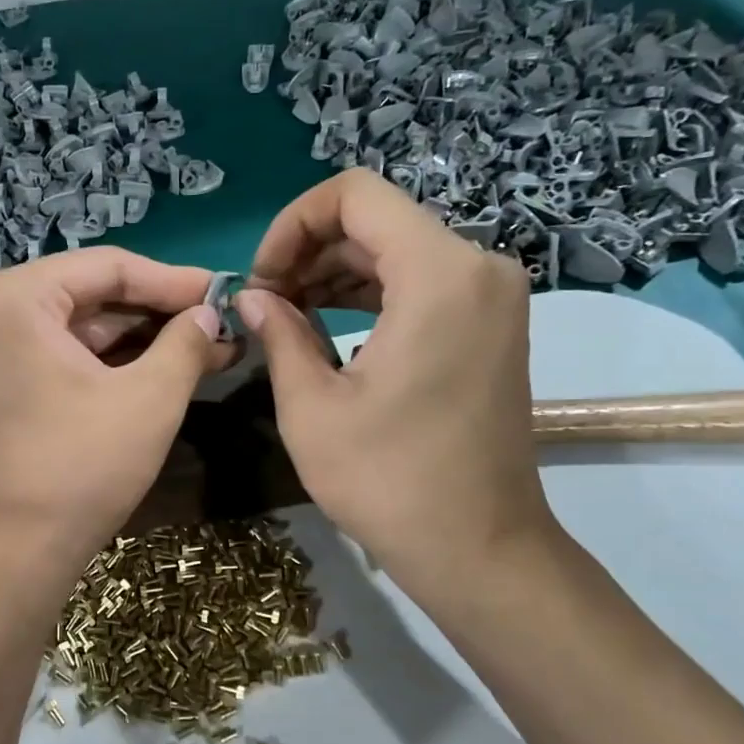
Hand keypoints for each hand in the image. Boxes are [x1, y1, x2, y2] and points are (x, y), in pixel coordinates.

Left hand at [0, 248, 233, 572]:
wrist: (16, 551)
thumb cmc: (81, 466)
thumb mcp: (150, 398)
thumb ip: (187, 342)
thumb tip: (211, 313)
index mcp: (17, 296)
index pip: (110, 267)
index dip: (175, 280)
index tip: (227, 292)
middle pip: (94, 293)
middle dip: (161, 312)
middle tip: (221, 324)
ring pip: (83, 327)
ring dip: (144, 339)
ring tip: (209, 348)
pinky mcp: (4, 382)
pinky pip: (66, 354)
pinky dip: (114, 362)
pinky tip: (166, 368)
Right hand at [236, 170, 560, 612]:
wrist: (478, 547)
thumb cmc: (389, 480)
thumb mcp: (311, 406)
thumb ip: (278, 333)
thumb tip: (252, 297)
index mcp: (437, 273)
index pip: (354, 195)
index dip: (292, 224)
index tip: (262, 279)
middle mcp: (477, 266)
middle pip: (376, 221)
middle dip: (309, 252)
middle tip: (264, 305)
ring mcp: (491, 295)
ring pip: (396, 250)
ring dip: (335, 273)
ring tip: (285, 317)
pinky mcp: (490, 324)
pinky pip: (421, 282)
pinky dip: (370, 294)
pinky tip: (327, 328)